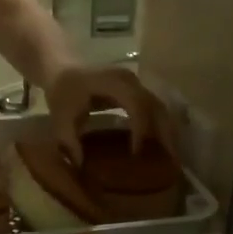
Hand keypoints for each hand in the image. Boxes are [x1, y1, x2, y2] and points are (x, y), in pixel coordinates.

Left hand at [44, 64, 178, 161]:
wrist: (62, 68)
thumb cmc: (62, 92)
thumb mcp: (59, 117)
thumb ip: (69, 140)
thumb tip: (81, 165)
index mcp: (112, 83)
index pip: (136, 104)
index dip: (141, 128)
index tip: (136, 152)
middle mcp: (130, 80)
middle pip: (155, 106)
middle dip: (165, 133)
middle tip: (172, 159)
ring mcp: (136, 84)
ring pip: (159, 107)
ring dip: (167, 131)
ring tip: (172, 156)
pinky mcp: (137, 91)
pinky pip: (154, 108)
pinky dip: (160, 126)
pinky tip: (163, 145)